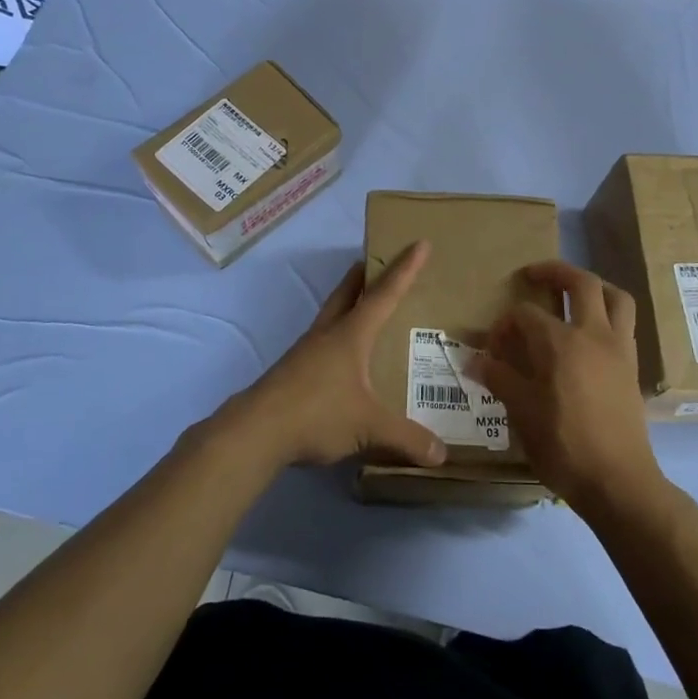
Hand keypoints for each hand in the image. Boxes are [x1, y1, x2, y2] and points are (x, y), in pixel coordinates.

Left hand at [219, 242, 447, 471]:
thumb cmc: (317, 414)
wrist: (256, 431)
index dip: (405, 269)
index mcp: (351, 335)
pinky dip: (337, 336)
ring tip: (364, 308)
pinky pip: (321, 342)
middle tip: (378, 261)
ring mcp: (306, 352)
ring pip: (331, 315)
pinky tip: (343, 359)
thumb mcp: (369, 427)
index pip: (384, 294)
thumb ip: (407, 439)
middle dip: (364, 275)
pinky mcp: (293, 371)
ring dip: (348, 303)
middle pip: (347, 293)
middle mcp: (328, 334)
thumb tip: (442, 455)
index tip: (419, 243)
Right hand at [470, 262, 666, 516]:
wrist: (617, 481)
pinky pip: (625, 324)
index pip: (525, 314)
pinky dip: (608, 314)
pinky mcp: (632, 366)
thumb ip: (499, 379)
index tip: (493, 346)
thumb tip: (473, 360)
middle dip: (555, 272)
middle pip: (582, 283)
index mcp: (560, 342)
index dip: (505, 324)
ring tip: (574, 293)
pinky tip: (591, 333)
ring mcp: (618, 348)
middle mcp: (593, 334)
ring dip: (594, 287)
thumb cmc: (563, 445)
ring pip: (616, 297)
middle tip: (534, 274)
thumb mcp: (521, 412)